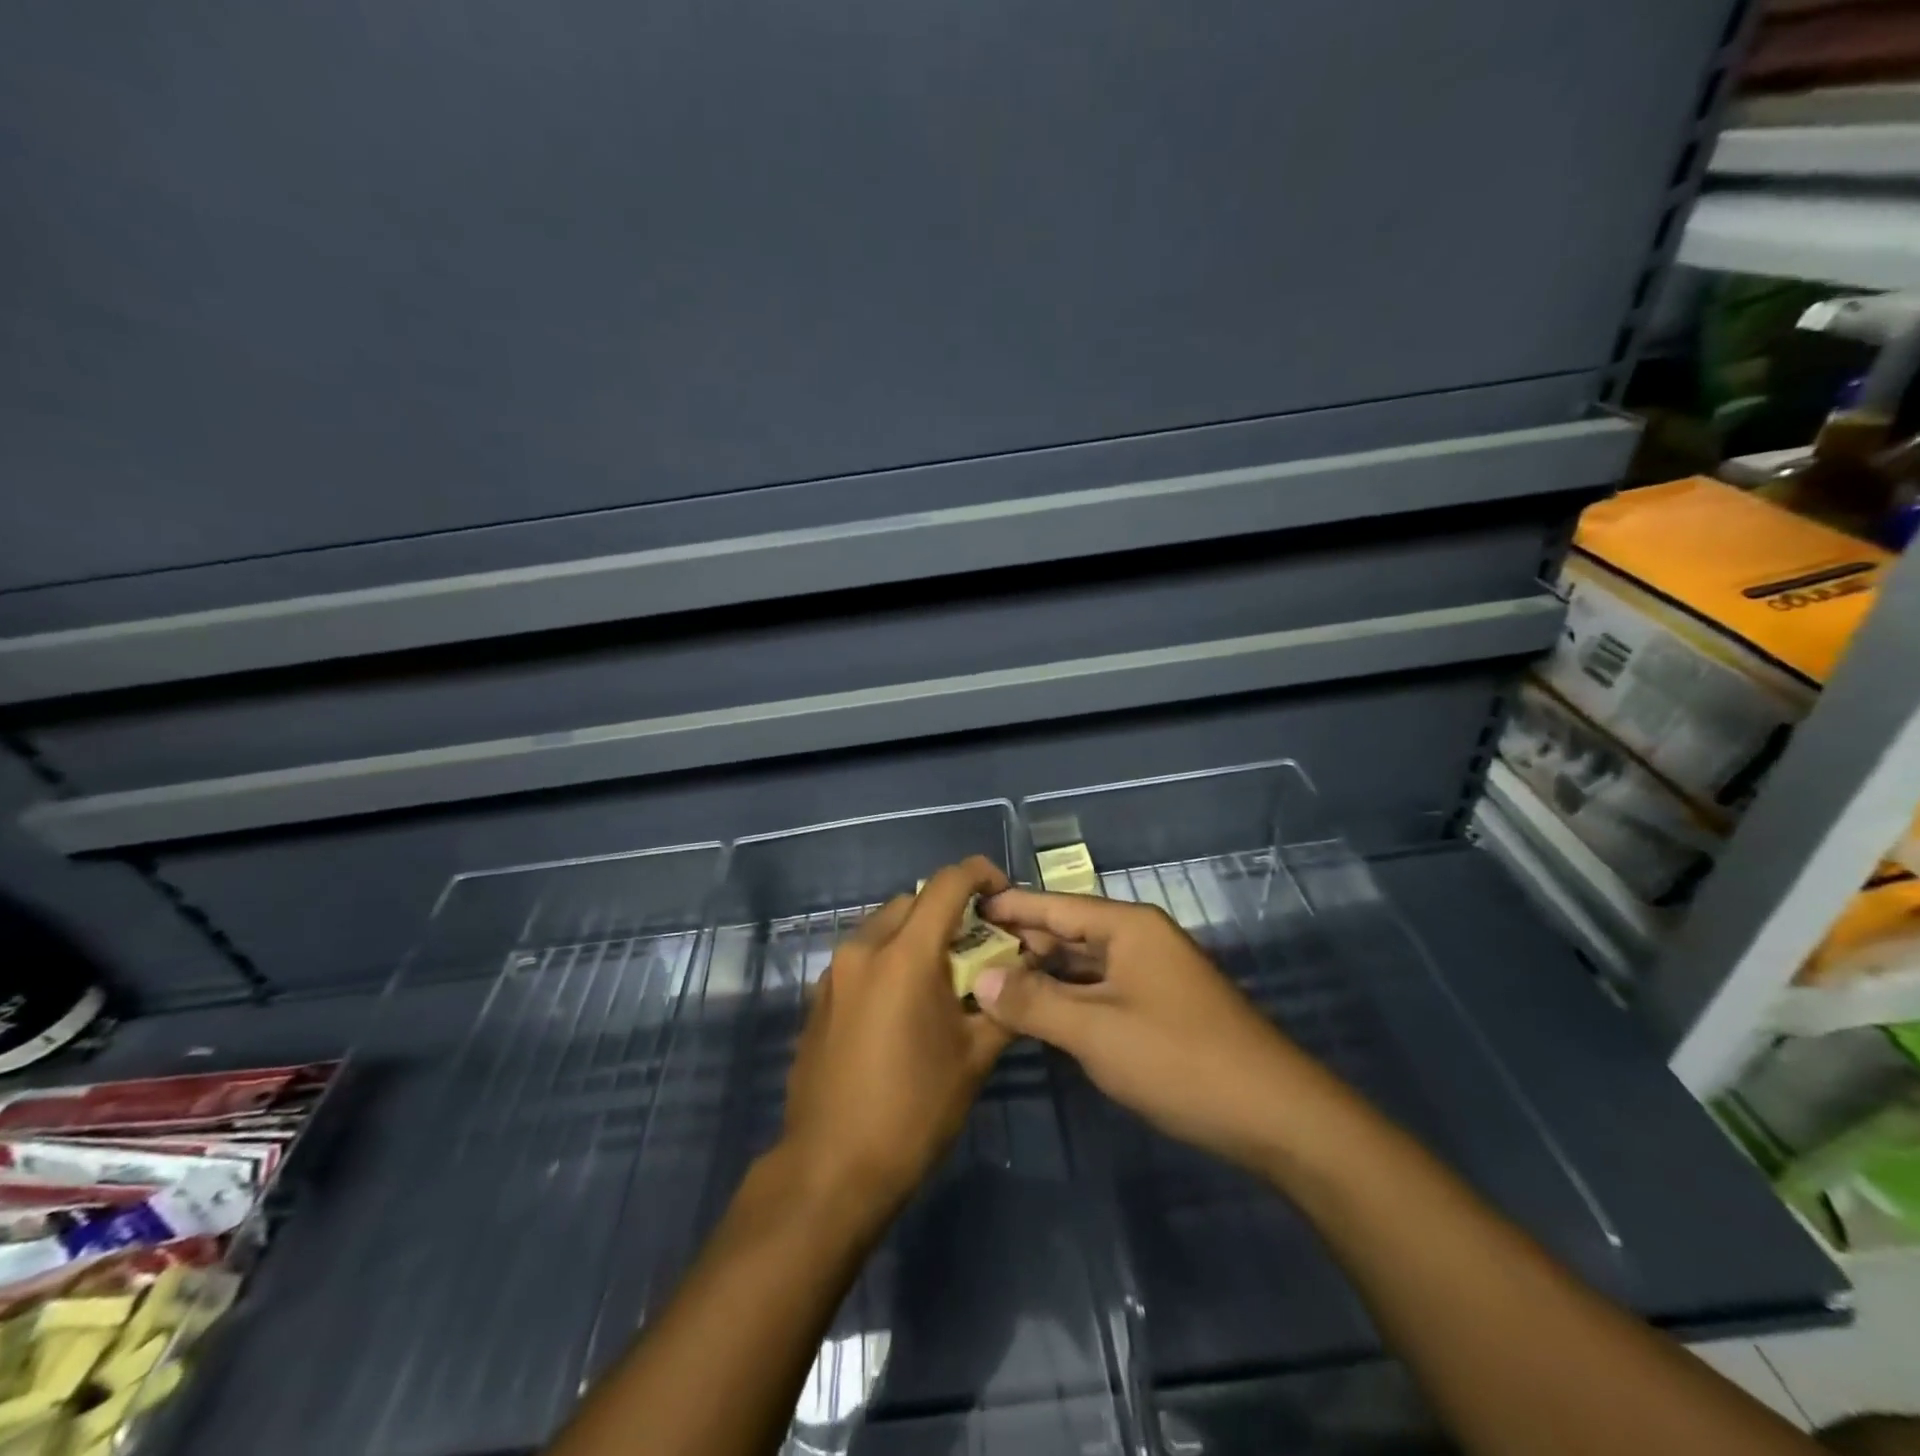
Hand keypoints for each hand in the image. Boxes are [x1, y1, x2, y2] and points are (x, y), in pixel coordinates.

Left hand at [779, 857, 1015, 1219]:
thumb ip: (1005, 1002)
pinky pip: (863, 955)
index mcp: (905, 955)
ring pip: (884, 925)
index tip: (1004, 894)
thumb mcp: (974, 1057)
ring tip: (943, 976)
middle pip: (913, 901)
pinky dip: (890, 958)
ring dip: (917, 934)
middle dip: (950, 911)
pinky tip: (905, 1004)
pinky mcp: (819, 996)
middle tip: (979, 945)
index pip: (947, 884)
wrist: (830, 1168)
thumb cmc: (913, 1111)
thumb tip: (1028, 968)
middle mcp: (864, 948)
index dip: (981, 874)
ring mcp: (835, 972)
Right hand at [971, 889, 1312, 1170]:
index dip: (1009, 905)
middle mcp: (1139, 940)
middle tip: (964, 953)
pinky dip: (1066, 999)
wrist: (1275, 1116)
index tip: (964, 905)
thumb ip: (1035, 1002)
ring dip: (1041, 975)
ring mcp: (1151, 975)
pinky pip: (1099, 991)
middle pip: (1067, 932)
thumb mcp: (1097, 1031)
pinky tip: (1035, 1014)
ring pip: (1082, 965)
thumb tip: (983, 979)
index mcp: (1128, 927)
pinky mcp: (1157, 1008)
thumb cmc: (1180, 1059)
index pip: (1054, 905)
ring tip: (988, 982)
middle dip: (1019, 943)